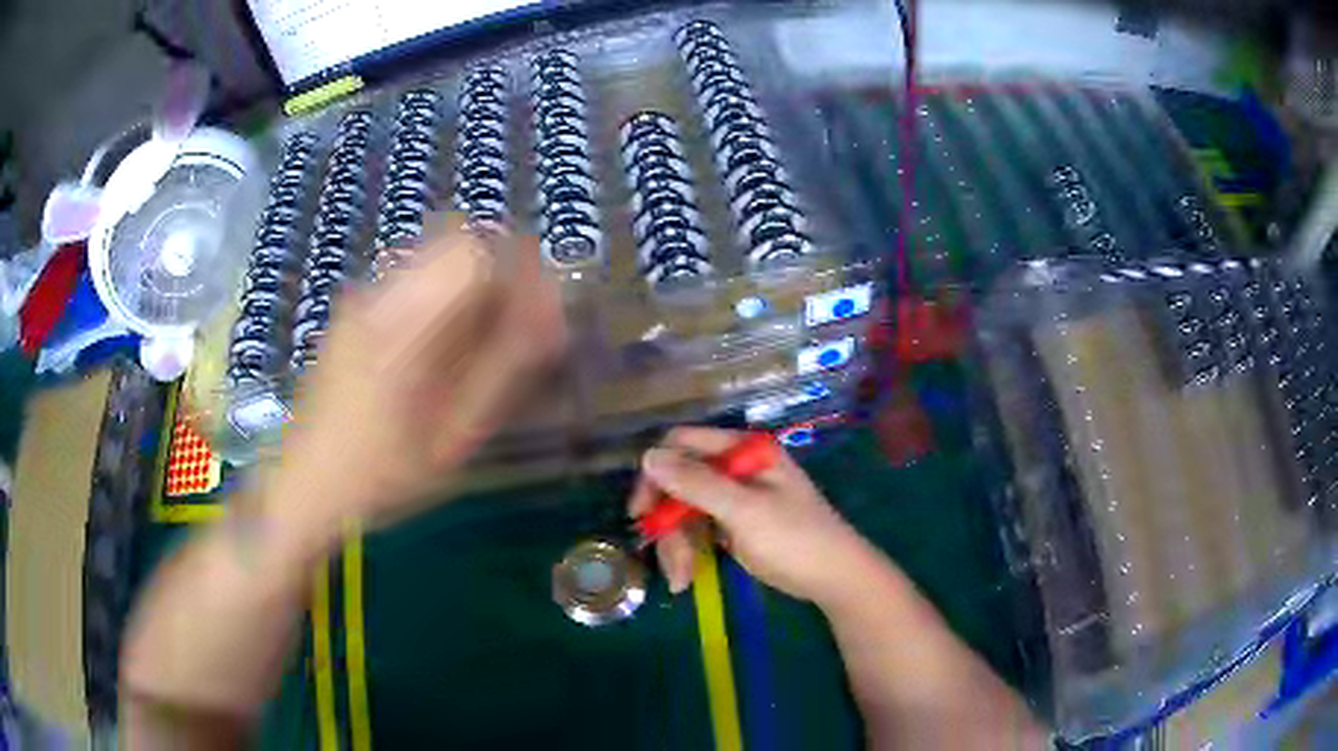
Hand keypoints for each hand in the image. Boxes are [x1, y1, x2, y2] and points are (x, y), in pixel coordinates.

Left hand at [264, 216, 566, 532]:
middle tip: (516, 322)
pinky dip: (442, 293)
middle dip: (499, 268)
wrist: (304, 486)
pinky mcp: (353, 311)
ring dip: (471, 280)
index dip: (520, 265)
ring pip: (434, 254)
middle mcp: (380, 294)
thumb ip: (503, 371)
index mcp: (405, 323)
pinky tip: (439, 347)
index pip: (476, 248)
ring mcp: (362, 298)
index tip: (540, 307)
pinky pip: (413, 277)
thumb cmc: (381, 475)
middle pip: (456, 238)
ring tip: (480, 338)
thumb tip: (551, 319)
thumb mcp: (452, 437)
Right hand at [629, 427, 872, 602]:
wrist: (833, 577)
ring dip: (676, 544)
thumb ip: (696, 483)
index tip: (641, 510)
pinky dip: (689, 552)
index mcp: (742, 451)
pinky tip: (686, 578)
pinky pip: (697, 530)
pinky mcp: (733, 524)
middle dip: (668, 522)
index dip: (656, 472)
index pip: (683, 444)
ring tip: (681, 579)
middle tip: (663, 555)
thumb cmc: (795, 538)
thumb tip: (647, 456)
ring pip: (684, 511)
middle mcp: (735, 467)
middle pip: (679, 482)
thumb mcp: (744, 510)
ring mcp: (734, 497)